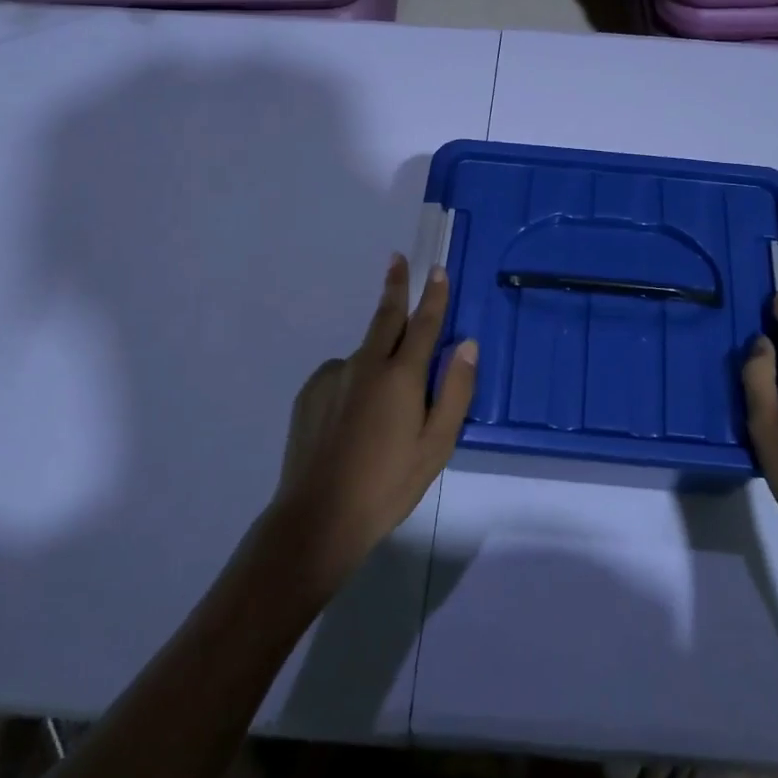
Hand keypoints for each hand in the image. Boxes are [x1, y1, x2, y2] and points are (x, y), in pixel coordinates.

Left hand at [269, 254, 477, 590]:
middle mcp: (365, 364)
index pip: (424, 323)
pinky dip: (354, 382)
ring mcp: (333, 376)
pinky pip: (341, 375)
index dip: (433, 295)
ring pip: (364, 354)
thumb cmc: (388, 484)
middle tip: (396, 259)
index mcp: (400, 376)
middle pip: (385, 316)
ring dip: (378, 357)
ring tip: (380, 409)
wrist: (318, 518)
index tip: (437, 269)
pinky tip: (353, 419)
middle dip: (395, 286)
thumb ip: (455, 391)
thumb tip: (467, 345)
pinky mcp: (309, 393)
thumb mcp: (436, 445)